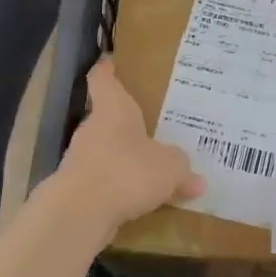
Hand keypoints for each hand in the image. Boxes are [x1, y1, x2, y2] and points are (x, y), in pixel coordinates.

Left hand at [53, 57, 203, 236]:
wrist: (80, 213)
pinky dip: (119, 188)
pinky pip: (104, 182)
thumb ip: (182, 168)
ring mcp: (81, 160)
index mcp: (113, 109)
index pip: (102, 79)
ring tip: (151, 169)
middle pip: (107, 119)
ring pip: (106, 152)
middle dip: (127, 125)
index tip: (112, 63)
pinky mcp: (77, 190)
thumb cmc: (127, 171)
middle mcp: (92, 129)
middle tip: (153, 128)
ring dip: (124, 159)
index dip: (107, 70)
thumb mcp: (170, 167)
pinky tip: (140, 202)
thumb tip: (197, 180)